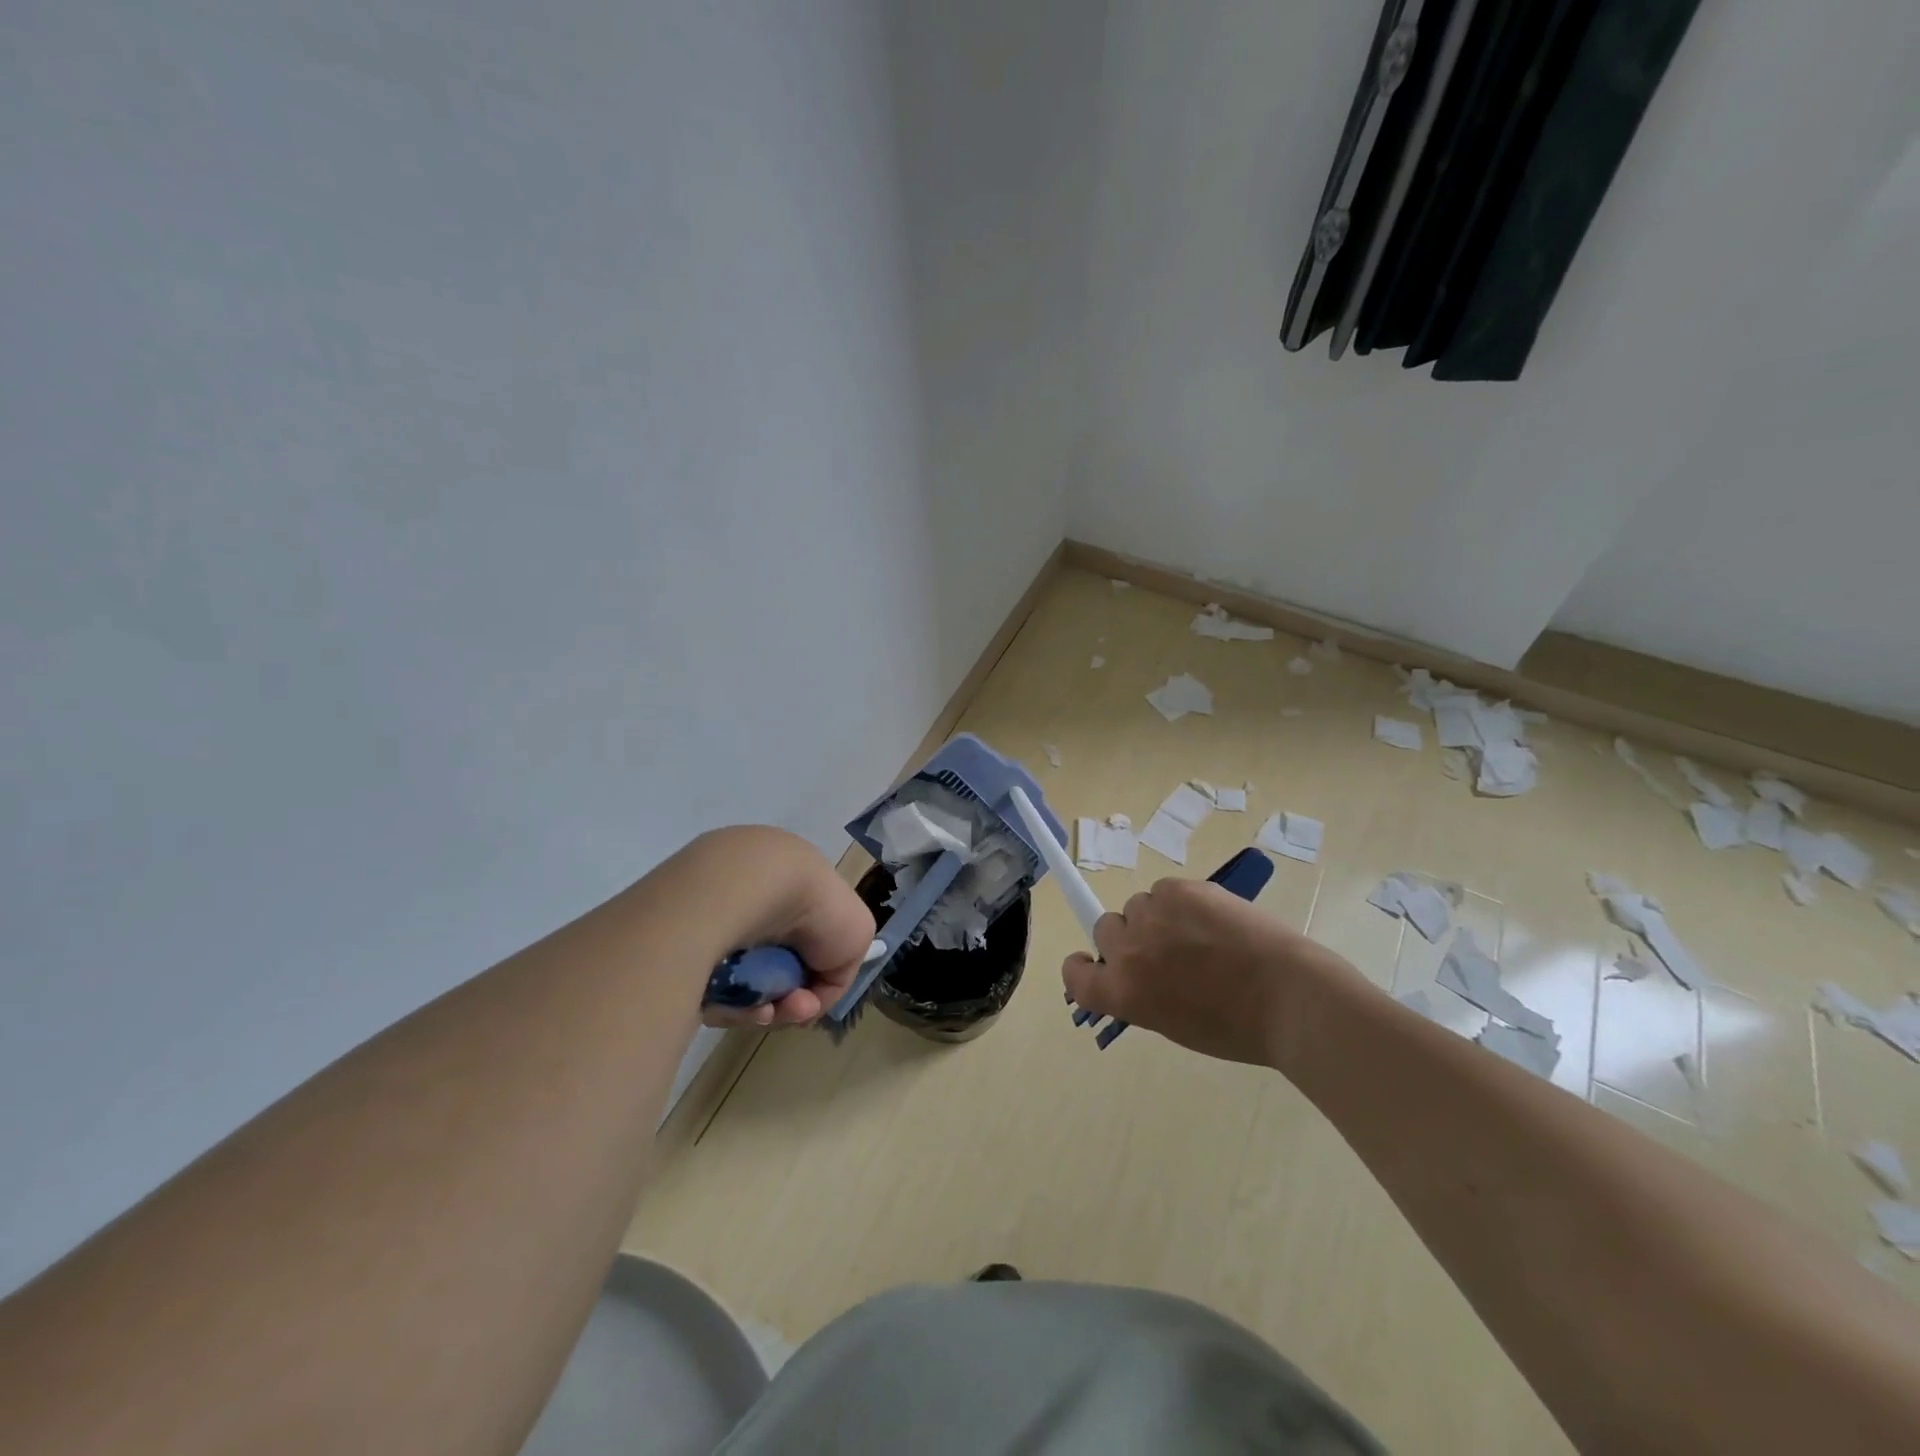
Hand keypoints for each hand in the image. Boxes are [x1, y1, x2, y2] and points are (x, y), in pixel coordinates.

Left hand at [689, 827, 876, 1029]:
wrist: (754, 888)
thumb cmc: (815, 907)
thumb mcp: (857, 938)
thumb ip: (841, 968)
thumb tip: (811, 988)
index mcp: (791, 887)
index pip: (801, 943)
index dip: (813, 978)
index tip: (813, 996)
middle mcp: (751, 900)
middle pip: (772, 970)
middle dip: (787, 999)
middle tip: (792, 1008)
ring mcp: (715, 921)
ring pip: (743, 985)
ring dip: (764, 1008)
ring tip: (767, 1012)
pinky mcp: (682, 947)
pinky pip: (712, 989)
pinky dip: (732, 1004)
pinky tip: (745, 1007)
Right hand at [1061, 876, 1340, 1065]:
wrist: (1290, 998)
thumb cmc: (1239, 1028)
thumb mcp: (1176, 1026)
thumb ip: (1144, 996)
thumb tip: (1140, 975)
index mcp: (1123, 993)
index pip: (1075, 974)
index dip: (1080, 966)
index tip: (1091, 962)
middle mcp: (1127, 951)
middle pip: (1105, 928)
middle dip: (1129, 938)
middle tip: (1166, 950)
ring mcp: (1152, 915)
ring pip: (1139, 905)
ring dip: (1158, 917)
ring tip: (1200, 934)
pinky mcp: (1180, 889)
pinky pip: (1166, 889)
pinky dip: (1184, 901)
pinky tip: (1214, 918)